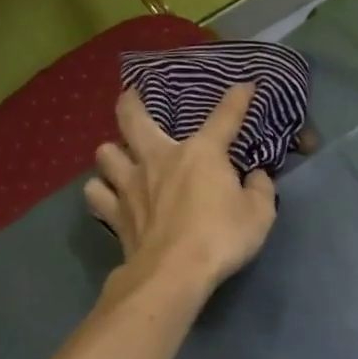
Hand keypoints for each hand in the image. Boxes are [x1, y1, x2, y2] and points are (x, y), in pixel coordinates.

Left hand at [85, 83, 276, 298]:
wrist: (174, 273)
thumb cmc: (222, 237)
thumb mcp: (260, 214)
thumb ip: (260, 189)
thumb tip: (256, 176)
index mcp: (201, 153)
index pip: (224, 117)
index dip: (237, 99)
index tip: (245, 85)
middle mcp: (159, 158)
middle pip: (133, 118)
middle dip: (132, 102)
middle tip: (132, 96)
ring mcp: (130, 184)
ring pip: (105, 153)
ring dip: (113, 152)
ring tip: (122, 157)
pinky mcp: (114, 213)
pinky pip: (97, 193)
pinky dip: (101, 190)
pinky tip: (109, 194)